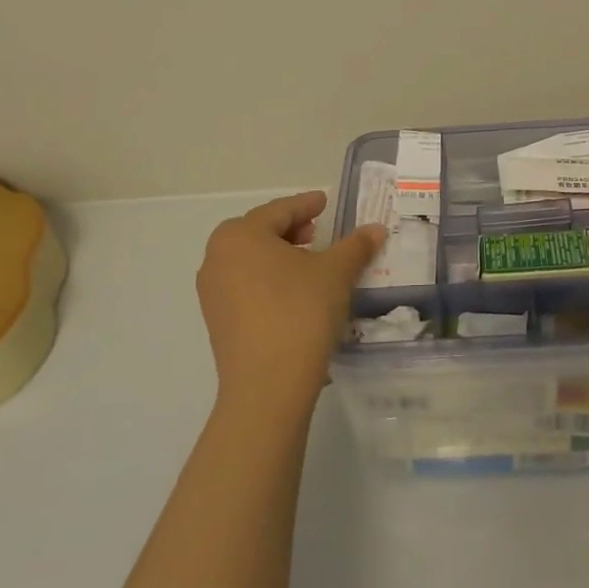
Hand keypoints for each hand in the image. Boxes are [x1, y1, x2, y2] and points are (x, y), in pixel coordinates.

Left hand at [196, 191, 386, 415]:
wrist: (268, 385)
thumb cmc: (301, 312)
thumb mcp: (336, 273)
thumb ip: (356, 246)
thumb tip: (376, 229)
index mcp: (241, 235)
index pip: (280, 210)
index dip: (306, 205)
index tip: (324, 201)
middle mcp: (218, 257)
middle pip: (260, 232)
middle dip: (291, 230)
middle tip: (318, 232)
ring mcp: (212, 291)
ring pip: (250, 260)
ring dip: (279, 255)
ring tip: (309, 263)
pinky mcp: (216, 320)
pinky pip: (244, 285)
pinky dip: (268, 279)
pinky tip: (293, 292)